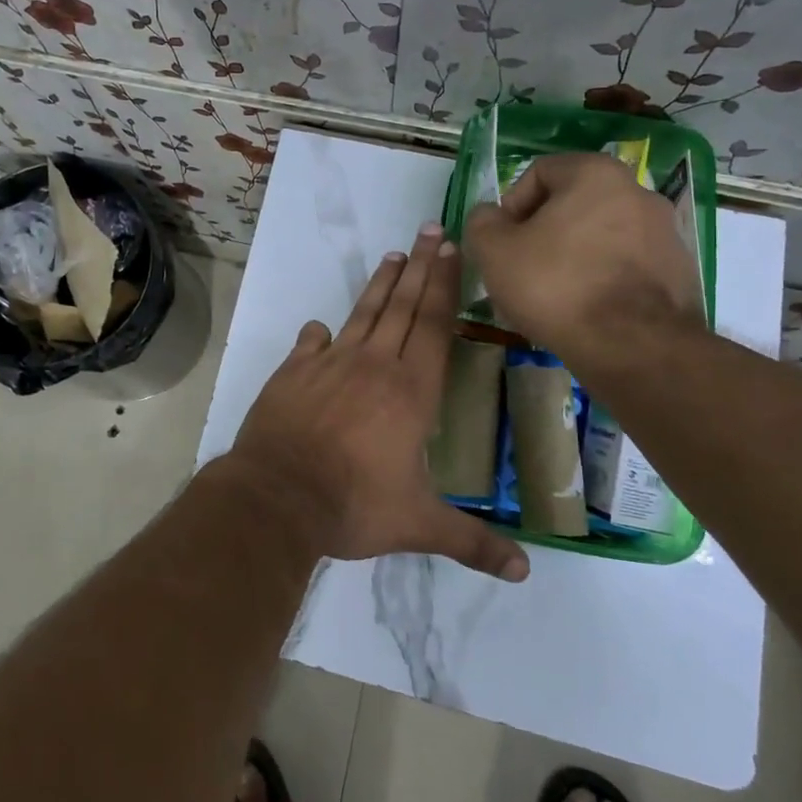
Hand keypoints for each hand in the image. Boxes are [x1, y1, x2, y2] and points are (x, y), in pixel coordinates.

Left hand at [226, 222, 529, 582]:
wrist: (277, 497)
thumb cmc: (353, 506)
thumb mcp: (418, 525)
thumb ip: (471, 542)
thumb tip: (524, 572)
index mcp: (411, 391)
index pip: (435, 325)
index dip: (445, 284)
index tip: (452, 248)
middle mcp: (373, 365)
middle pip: (403, 306)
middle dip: (420, 266)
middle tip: (431, 229)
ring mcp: (329, 364)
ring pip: (362, 314)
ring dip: (380, 285)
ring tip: (394, 255)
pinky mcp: (293, 373)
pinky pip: (311, 344)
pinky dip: (320, 334)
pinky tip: (322, 327)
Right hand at [464, 153, 704, 374]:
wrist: (634, 347)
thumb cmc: (556, 286)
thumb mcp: (494, 251)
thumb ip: (482, 222)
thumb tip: (489, 215)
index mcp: (595, 174)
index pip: (539, 172)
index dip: (512, 205)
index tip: (503, 242)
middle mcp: (638, 191)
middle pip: (573, 204)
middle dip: (543, 233)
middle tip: (522, 269)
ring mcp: (665, 232)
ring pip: (601, 235)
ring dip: (573, 255)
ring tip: (553, 295)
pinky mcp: (680, 270)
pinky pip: (627, 264)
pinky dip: (603, 278)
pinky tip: (586, 309)